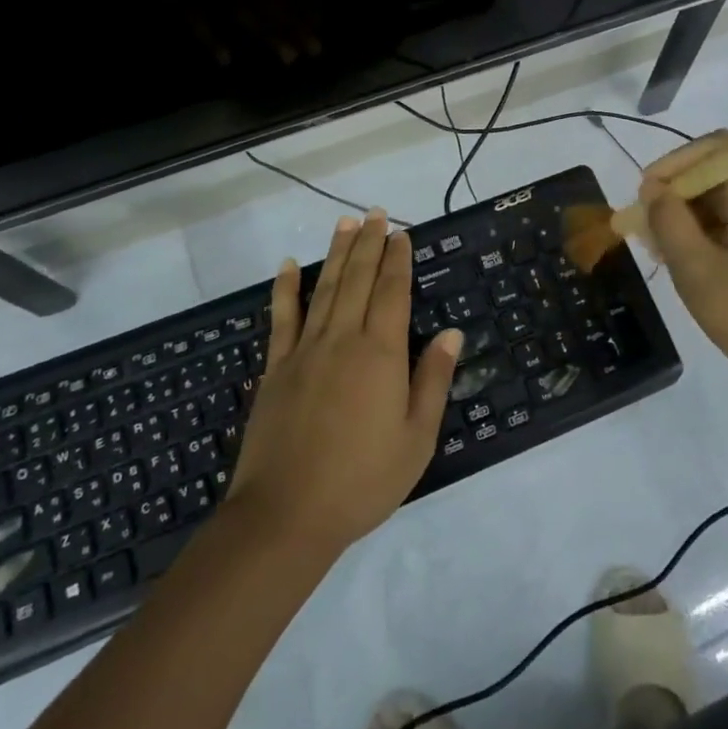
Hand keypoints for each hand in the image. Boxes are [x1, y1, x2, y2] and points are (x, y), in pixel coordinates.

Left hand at [226, 210, 461, 556]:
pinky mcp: (276, 368)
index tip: (401, 233)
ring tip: (344, 222)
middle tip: (374, 213)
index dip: (397, 260)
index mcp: (380, 354)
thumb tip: (451, 333)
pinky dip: (286, 288)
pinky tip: (289, 265)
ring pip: (324, 289)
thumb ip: (433, 380)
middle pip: (357, 280)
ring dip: (336, 253)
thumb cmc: (362, 480)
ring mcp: (304, 351)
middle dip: (368, 244)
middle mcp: (342, 340)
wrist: (286, 515)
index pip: (391, 293)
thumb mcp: (416, 438)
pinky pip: (282, 318)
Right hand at [639, 131, 727, 409]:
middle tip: (650, 225)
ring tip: (667, 247)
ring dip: (699, 210)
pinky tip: (698, 258)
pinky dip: (721, 225)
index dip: (675, 162)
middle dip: (683, 189)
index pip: (716, 147)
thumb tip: (655, 190)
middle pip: (727, 168)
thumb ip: (668, 220)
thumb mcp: (696, 269)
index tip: (646, 194)